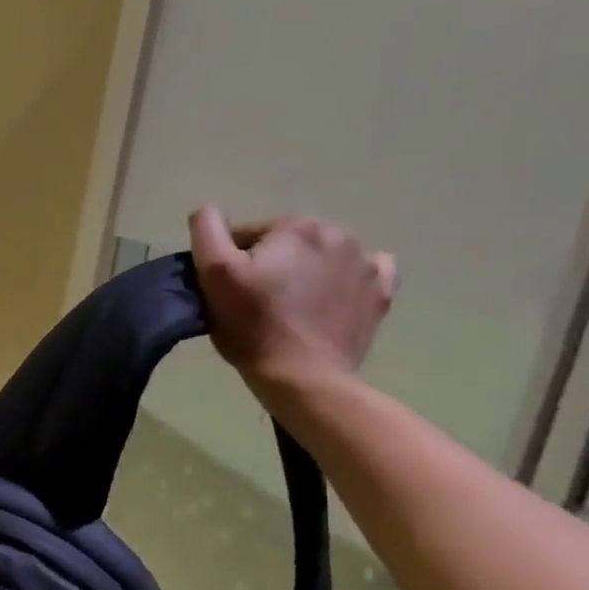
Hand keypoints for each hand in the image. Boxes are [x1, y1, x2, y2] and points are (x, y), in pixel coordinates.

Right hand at [188, 206, 397, 394]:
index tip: (227, 291)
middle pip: (284, 244)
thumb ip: (207, 232)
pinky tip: (326, 301)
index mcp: (294, 227)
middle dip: (269, 264)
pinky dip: (341, 281)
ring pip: (319, 257)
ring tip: (287, 308)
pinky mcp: (381, 292)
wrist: (304, 377)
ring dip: (302, 273)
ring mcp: (366, 263)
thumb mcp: (214, 275)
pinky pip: (360, 273)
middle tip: (254, 302)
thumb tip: (208, 212)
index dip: (230, 261)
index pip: (246, 234)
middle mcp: (337, 234)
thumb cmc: (253, 326)